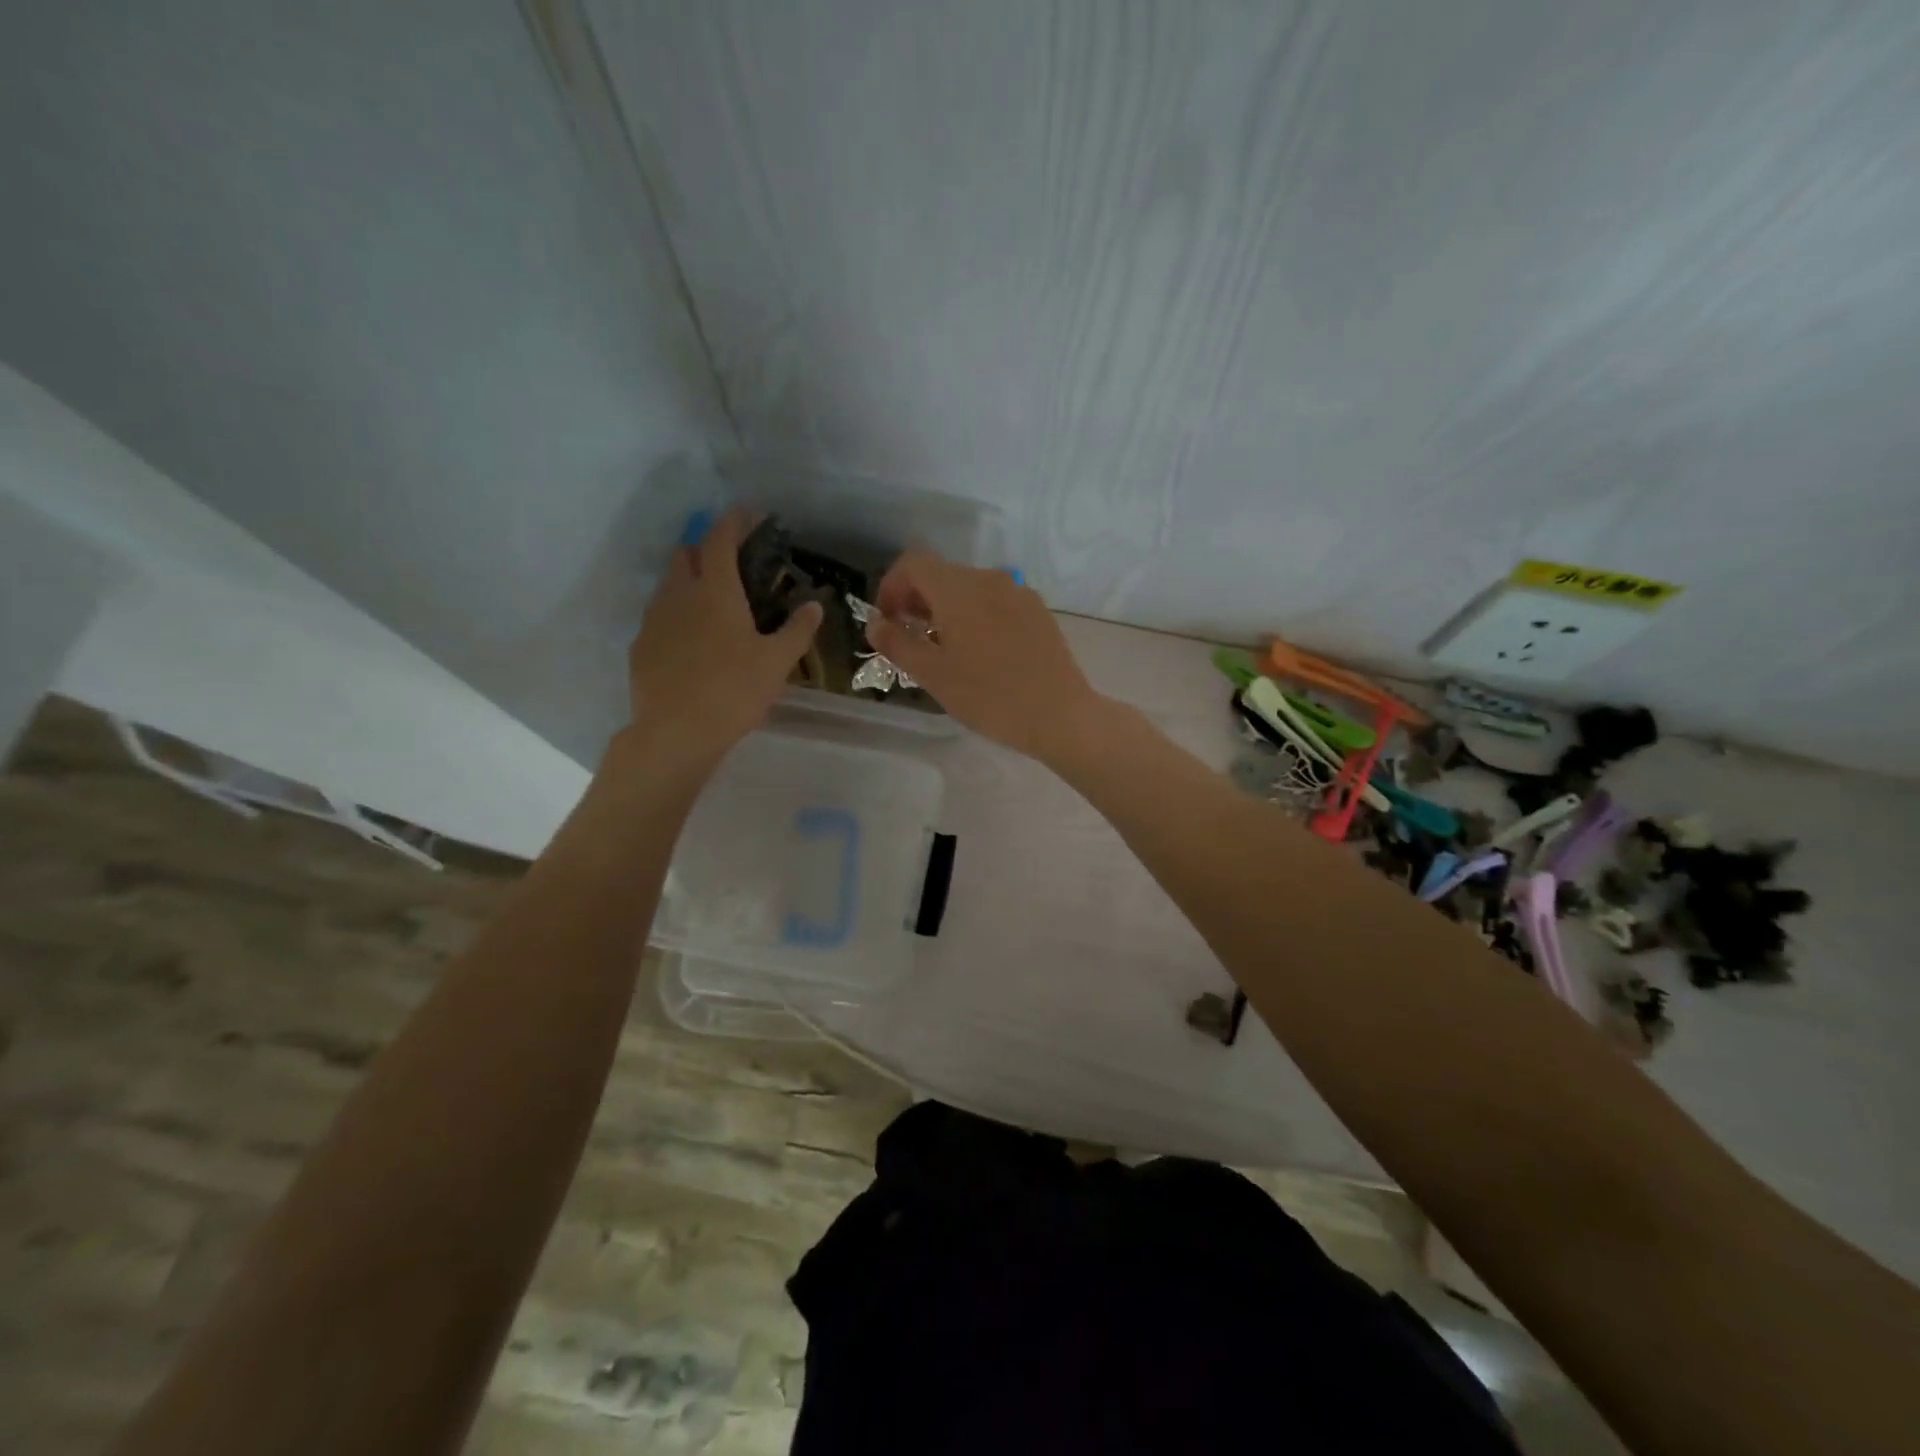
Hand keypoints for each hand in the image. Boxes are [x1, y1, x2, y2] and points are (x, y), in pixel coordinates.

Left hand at [618, 507, 821, 775]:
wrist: (675, 733)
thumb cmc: (733, 692)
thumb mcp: (777, 663)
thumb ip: (797, 630)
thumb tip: (814, 605)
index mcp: (715, 591)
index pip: (721, 539)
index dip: (736, 520)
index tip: (750, 513)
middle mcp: (679, 595)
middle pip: (686, 553)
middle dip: (707, 548)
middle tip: (732, 563)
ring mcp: (653, 619)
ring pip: (669, 583)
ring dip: (689, 579)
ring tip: (713, 602)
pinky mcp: (640, 645)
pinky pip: (659, 615)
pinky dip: (677, 613)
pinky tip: (692, 640)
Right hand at [866, 551, 1101, 760]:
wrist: (1059, 715)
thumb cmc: (988, 696)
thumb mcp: (932, 675)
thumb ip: (896, 643)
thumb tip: (874, 623)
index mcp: (959, 589)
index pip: (913, 564)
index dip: (891, 587)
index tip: (888, 622)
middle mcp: (989, 579)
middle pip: (942, 574)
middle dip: (918, 600)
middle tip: (910, 640)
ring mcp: (1018, 593)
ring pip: (970, 589)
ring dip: (947, 609)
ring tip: (944, 650)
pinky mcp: (1038, 611)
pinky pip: (996, 602)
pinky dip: (976, 616)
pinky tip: (981, 653)